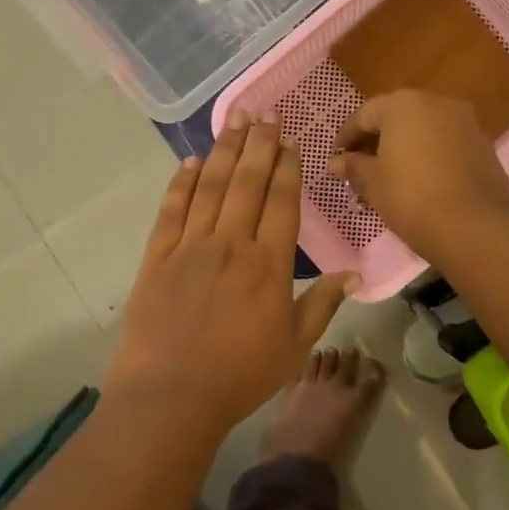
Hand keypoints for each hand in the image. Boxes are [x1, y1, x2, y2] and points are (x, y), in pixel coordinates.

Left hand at [104, 114, 357, 435]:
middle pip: (246, 182)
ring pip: (210, 187)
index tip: (289, 139)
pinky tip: (190, 161)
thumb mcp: (295, 347)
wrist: (171, 397)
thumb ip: (323, 305)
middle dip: (257, 144)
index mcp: (268, 264)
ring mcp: (190, 247)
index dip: (286, 167)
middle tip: (264, 112)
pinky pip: (170, 210)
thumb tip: (352, 274)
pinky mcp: (156, 257)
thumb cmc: (240, 376)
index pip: (281, 201)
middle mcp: (230, 244)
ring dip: (223, 150)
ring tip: (234, 119)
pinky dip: (180, 183)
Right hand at [327, 91, 508, 254]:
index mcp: (404, 104)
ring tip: (388, 175)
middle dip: (376, 140)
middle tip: (360, 167)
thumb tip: (336, 162)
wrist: (474, 227)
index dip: (346, 137)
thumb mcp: (373, 183)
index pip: (364, 115)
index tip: (336, 158)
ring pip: (423, 129)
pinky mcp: (483, 145)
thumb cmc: (411, 197)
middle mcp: (436, 103)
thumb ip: (354, 166)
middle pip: (396, 117)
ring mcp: (465, 122)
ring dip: (403, 147)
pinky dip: (428, 155)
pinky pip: (445, 143)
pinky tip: (419, 180)